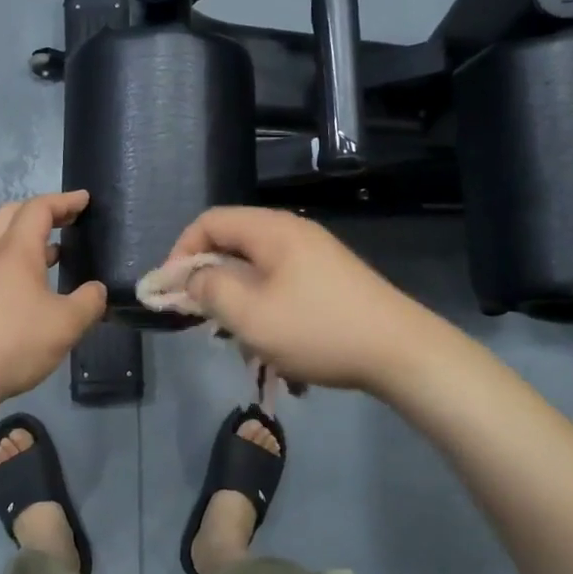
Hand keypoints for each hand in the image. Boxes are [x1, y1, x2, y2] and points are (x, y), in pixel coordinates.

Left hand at [0, 191, 107, 402]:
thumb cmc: (15, 340)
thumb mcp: (66, 323)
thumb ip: (88, 302)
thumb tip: (96, 291)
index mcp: (17, 250)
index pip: (39, 208)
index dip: (64, 200)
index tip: (85, 200)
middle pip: (13, 215)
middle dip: (42, 211)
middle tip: (67, 219)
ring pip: (5, 242)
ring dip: (31, 239)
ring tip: (59, 252)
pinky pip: (1, 266)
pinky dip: (23, 263)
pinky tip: (40, 288)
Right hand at [164, 207, 445, 393]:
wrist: (401, 351)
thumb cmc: (318, 330)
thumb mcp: (251, 315)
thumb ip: (210, 290)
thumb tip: (190, 278)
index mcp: (271, 230)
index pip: (209, 221)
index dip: (181, 252)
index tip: (171, 291)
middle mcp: (292, 232)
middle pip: (233, 242)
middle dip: (209, 279)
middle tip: (200, 318)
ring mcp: (315, 254)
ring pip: (256, 268)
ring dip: (237, 299)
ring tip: (236, 338)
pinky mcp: (330, 278)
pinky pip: (281, 282)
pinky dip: (264, 306)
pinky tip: (270, 343)